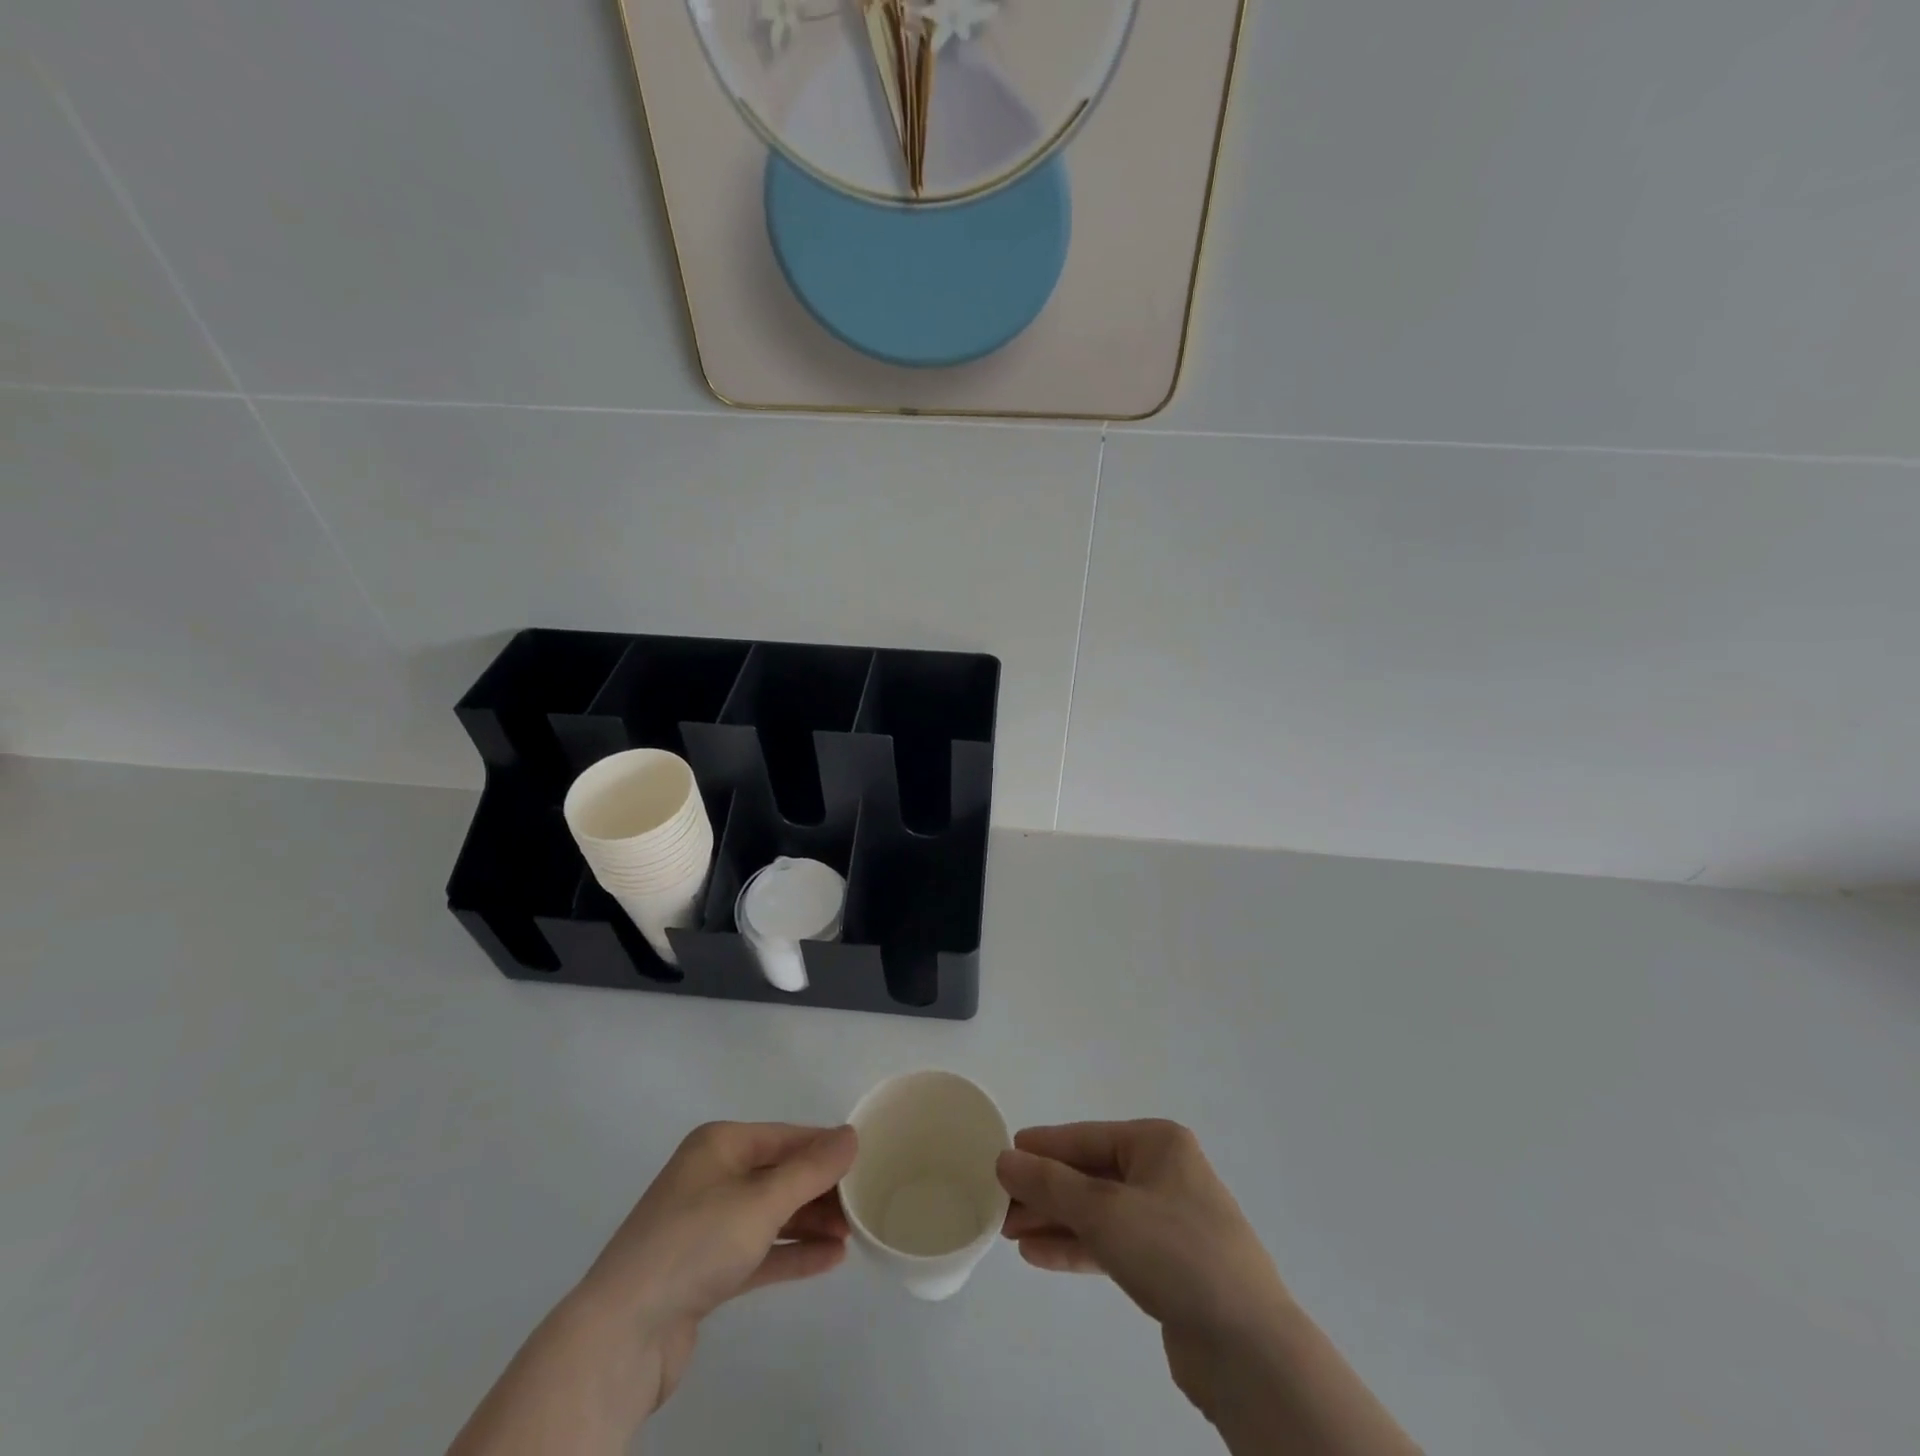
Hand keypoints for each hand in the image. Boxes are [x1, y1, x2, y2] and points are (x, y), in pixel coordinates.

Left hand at [583, 1121, 857, 1413]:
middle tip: (864, 1205)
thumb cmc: (695, 1244)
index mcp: (720, 1144)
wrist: (622, 1335)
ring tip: (853, 1234)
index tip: (866, 1162)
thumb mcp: (761, 1201)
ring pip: (771, 1214)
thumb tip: (851, 1135)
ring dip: (811, 1222)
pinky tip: (829, 1259)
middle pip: (780, 1174)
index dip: (826, 1148)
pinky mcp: (706, 1270)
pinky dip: (791, 1252)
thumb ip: (811, 1169)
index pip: (786, 1136)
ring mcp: (707, 1224)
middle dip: (821, 1189)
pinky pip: (760, 1250)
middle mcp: (713, 1176)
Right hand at [998, 1121, 1419, 1455]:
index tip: (1003, 1155)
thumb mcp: (1104, 1210)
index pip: (1086, 1137)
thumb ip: (1050, 1184)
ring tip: (1011, 1233)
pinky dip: (1077, 1248)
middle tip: (1000, 1205)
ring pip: (1098, 1212)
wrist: (1247, 1348)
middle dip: (1045, 1191)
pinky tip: (1039, 1256)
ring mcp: (1168, 1221)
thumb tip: (1004, 1158)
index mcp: (1158, 1144)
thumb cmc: (1175, 1253)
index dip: (1043, 1148)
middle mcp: (1164, 1174)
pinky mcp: (1167, 1266)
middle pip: (1090, 1175)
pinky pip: (1112, 1245)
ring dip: (1056, 1221)